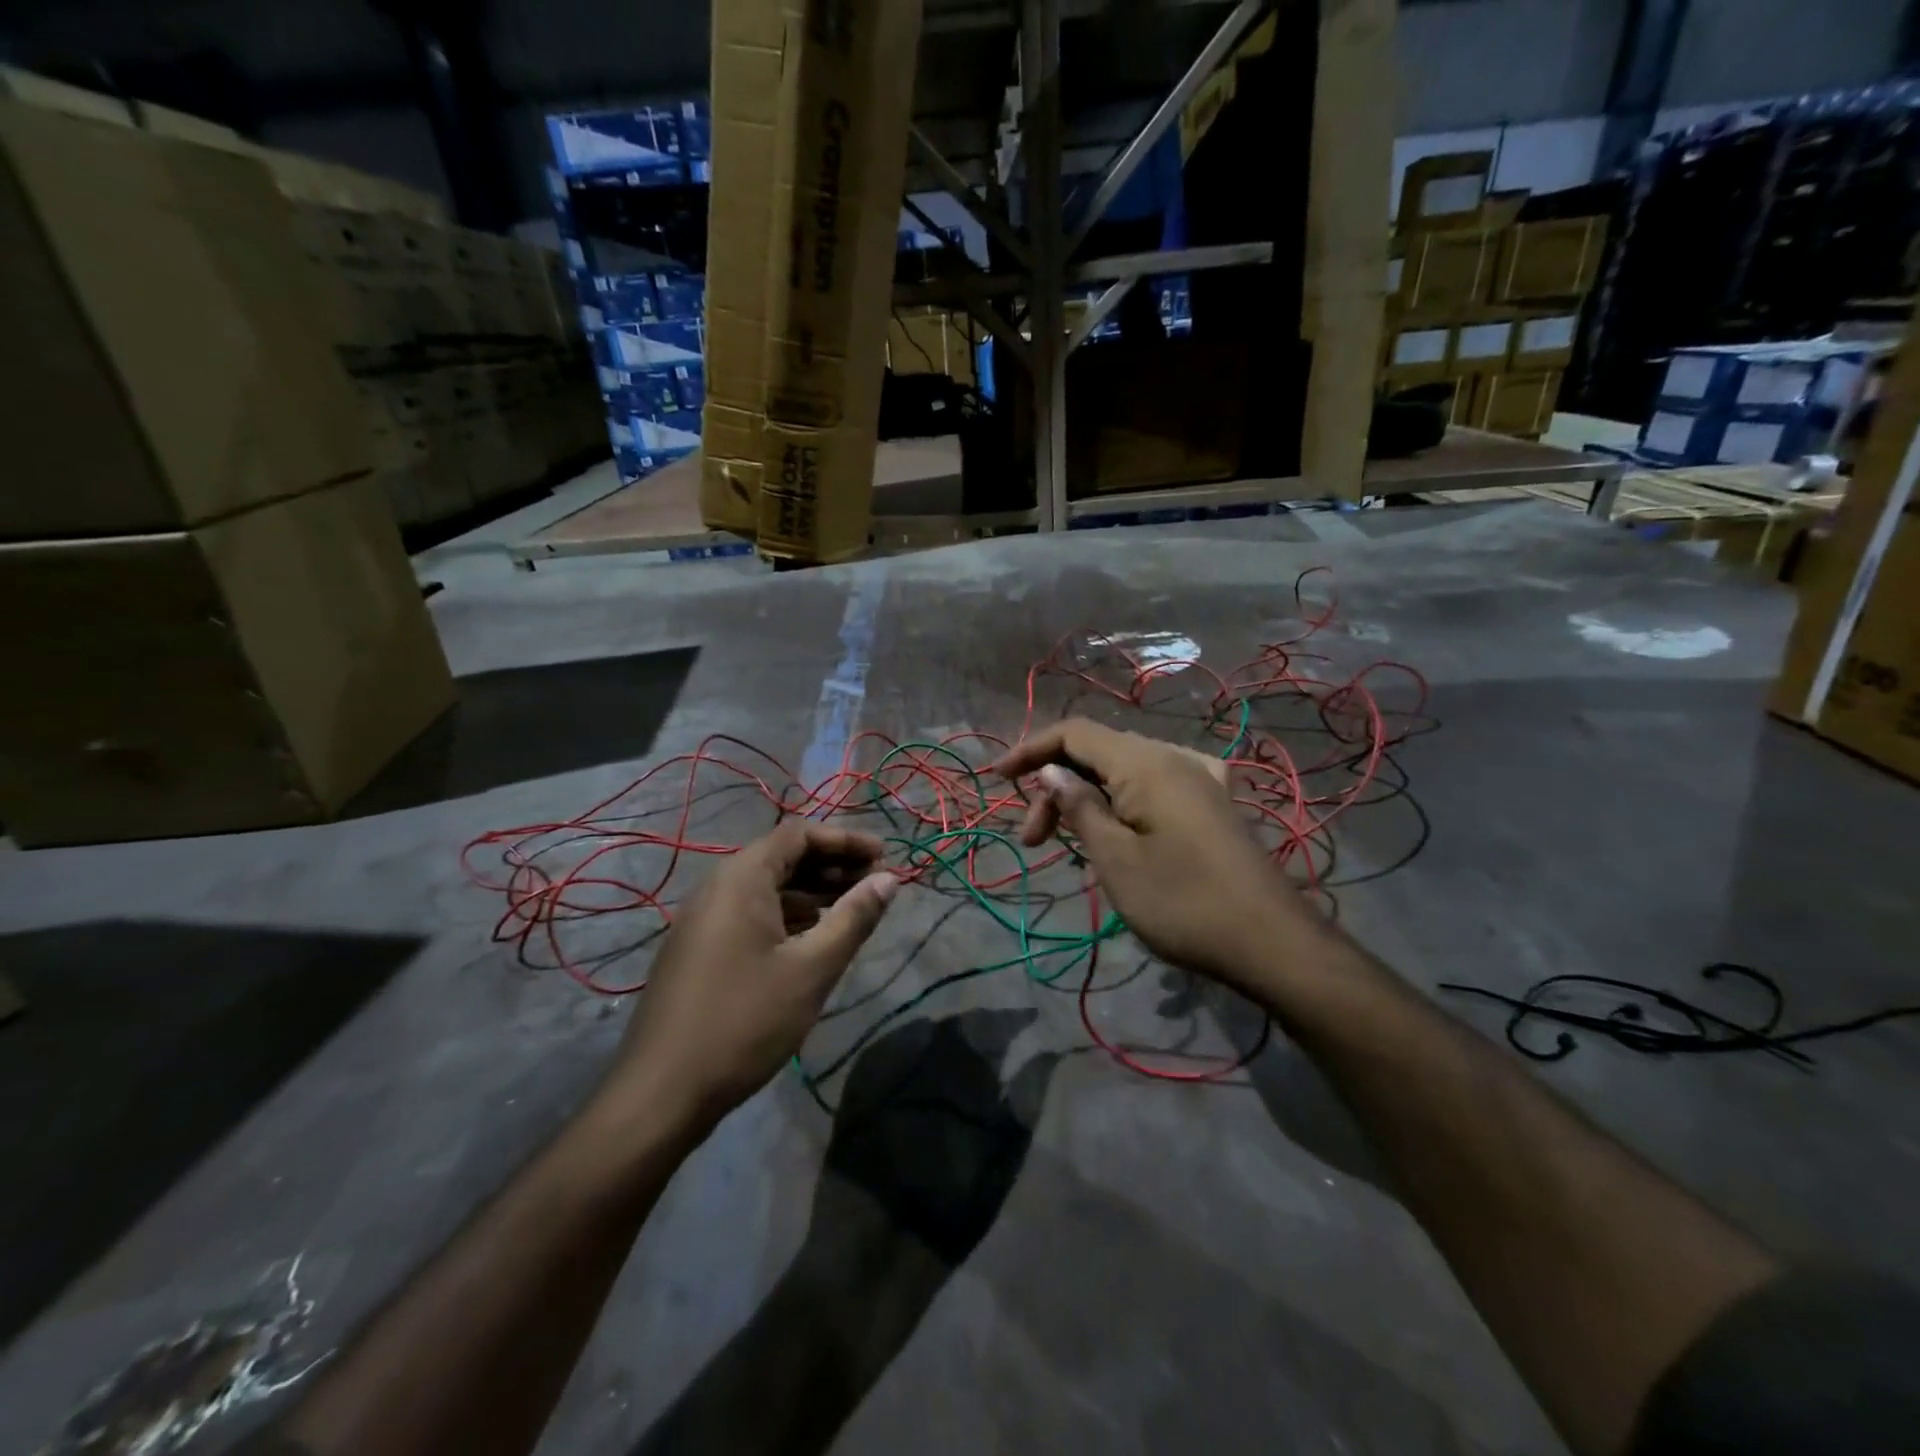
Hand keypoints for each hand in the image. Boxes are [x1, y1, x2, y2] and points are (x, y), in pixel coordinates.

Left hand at [607, 821, 897, 1130]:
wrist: (661, 1093)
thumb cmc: (744, 1022)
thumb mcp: (811, 969)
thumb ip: (854, 918)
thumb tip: (890, 879)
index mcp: (741, 879)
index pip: (799, 833)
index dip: (846, 840)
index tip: (884, 857)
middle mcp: (717, 887)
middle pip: (783, 856)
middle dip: (833, 865)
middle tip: (876, 884)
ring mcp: (703, 919)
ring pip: (767, 888)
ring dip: (813, 891)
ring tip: (854, 909)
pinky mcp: (699, 948)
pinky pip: (751, 913)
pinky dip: (788, 915)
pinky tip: (814, 938)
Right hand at [992, 720, 1310, 993]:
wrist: (1272, 943)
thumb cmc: (1183, 902)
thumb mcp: (1115, 859)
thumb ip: (1078, 807)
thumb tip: (1050, 772)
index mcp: (1145, 762)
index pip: (1073, 733)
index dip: (1029, 750)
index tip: (996, 780)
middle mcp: (1172, 757)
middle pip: (1096, 753)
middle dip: (1055, 788)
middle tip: (1033, 843)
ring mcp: (1197, 779)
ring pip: (1122, 773)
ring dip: (1085, 801)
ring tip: (1070, 849)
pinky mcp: (1210, 804)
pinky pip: (1150, 788)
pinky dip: (1118, 806)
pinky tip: (1115, 836)